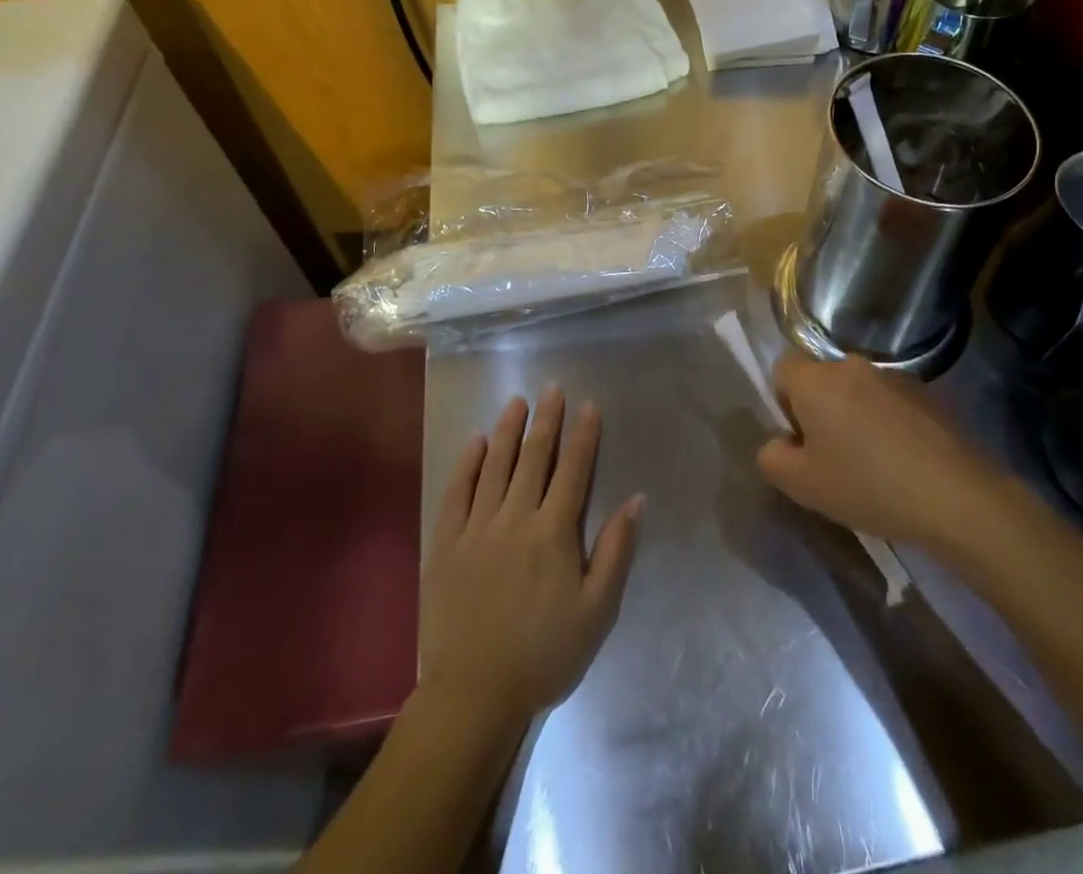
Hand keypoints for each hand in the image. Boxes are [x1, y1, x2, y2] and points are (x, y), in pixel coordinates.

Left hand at [418, 389, 643, 728]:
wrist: (474, 693)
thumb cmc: (544, 653)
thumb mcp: (597, 611)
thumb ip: (615, 551)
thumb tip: (636, 500)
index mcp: (554, 532)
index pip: (573, 470)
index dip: (584, 436)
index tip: (589, 405)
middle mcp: (516, 517)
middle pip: (534, 457)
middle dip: (546, 420)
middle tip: (551, 388)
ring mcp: (477, 528)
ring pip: (495, 466)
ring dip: (508, 430)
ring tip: (516, 401)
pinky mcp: (446, 543)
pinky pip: (457, 492)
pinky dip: (467, 463)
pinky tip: (476, 441)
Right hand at [756, 355, 1000, 545]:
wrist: (955, 495)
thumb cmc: (867, 486)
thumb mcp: (802, 486)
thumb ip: (772, 457)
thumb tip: (779, 442)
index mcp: (816, 380)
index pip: (782, 370)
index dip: (784, 403)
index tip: (801, 441)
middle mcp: (851, 365)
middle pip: (821, 380)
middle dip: (820, 411)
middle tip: (833, 458)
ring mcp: (893, 375)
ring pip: (857, 391)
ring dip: (855, 416)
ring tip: (872, 464)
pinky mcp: (925, 392)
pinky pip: (889, 401)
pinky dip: (887, 422)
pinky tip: (903, 461)